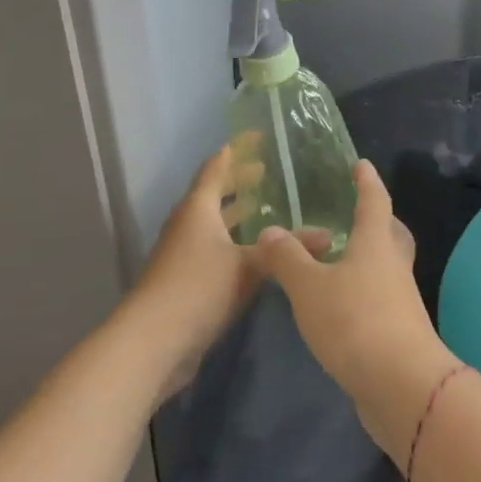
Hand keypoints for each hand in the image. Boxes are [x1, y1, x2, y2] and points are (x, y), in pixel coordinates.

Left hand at [129, 145, 262, 400]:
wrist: (152, 344)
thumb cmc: (197, 288)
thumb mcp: (248, 266)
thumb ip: (286, 249)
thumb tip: (328, 234)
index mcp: (197, 209)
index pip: (216, 168)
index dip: (237, 151)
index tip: (258, 137)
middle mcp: (188, 226)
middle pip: (214, 195)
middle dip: (240, 182)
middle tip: (270, 171)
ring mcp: (184, 256)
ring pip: (215, 225)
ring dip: (238, 216)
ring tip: (270, 209)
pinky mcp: (187, 283)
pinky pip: (216, 251)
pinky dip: (237, 244)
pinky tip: (260, 255)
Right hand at [250, 160, 455, 456]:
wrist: (401, 384)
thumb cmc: (354, 322)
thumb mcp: (309, 288)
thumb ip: (287, 259)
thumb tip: (270, 231)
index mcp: (376, 243)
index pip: (374, 201)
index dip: (366, 182)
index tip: (361, 165)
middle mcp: (394, 265)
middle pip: (391, 233)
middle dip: (377, 219)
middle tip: (356, 213)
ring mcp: (401, 299)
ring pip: (388, 266)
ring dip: (369, 258)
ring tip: (339, 260)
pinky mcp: (399, 330)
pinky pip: (382, 297)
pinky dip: (364, 291)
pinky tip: (342, 304)